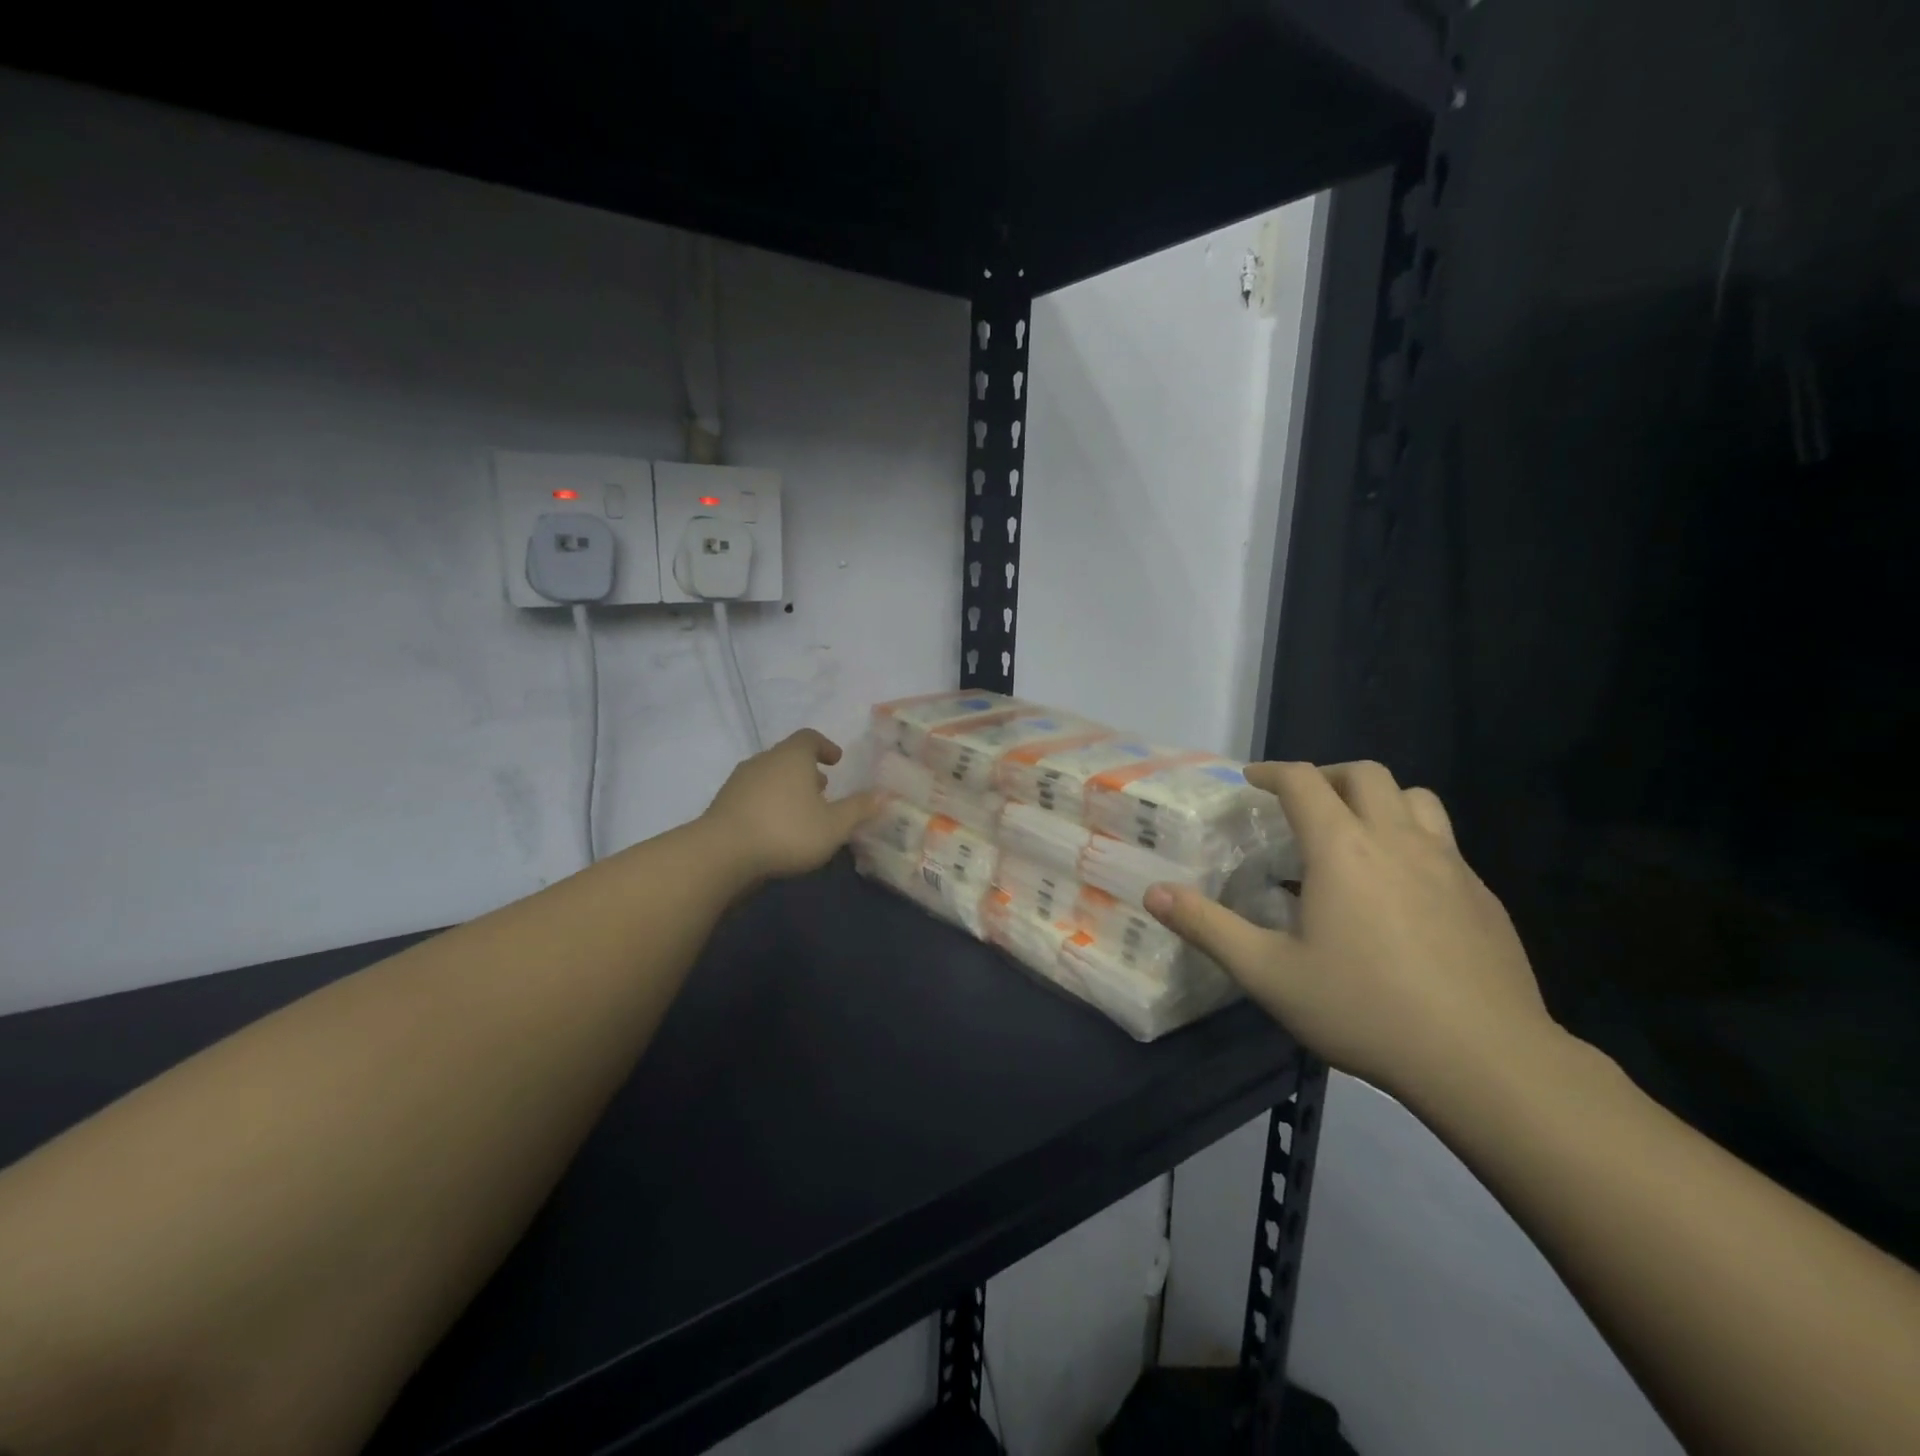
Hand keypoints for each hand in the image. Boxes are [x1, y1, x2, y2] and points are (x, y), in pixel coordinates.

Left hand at [701, 730, 881, 882]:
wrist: (721, 854)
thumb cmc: (786, 831)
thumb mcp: (833, 825)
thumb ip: (859, 809)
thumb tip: (884, 795)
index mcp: (792, 757)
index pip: (809, 737)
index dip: (825, 746)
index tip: (836, 760)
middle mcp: (764, 760)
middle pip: (788, 756)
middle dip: (807, 770)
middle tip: (823, 788)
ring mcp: (739, 781)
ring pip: (769, 775)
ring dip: (787, 787)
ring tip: (801, 810)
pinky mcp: (723, 803)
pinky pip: (753, 794)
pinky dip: (768, 802)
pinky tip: (775, 827)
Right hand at [1146, 761, 1561, 1107]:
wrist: (1486, 1061)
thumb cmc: (1365, 1009)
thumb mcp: (1268, 974)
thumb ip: (1207, 927)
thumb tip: (1154, 893)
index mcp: (1342, 849)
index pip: (1304, 781)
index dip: (1273, 771)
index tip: (1252, 780)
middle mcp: (1398, 841)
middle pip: (1367, 774)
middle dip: (1328, 775)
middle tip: (1302, 804)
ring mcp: (1450, 866)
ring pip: (1417, 799)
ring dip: (1379, 800)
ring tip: (1356, 834)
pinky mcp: (1484, 897)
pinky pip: (1445, 844)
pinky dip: (1413, 842)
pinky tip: (1401, 894)